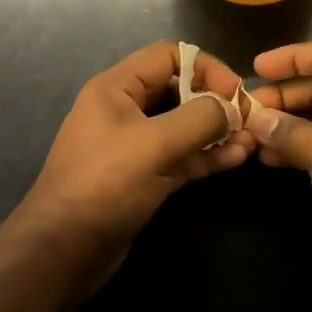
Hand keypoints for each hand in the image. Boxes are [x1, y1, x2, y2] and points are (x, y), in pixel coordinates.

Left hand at [21, 42, 255, 253]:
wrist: (60, 255)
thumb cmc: (104, 185)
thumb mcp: (155, 145)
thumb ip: (200, 119)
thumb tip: (233, 108)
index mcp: (116, 88)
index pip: (169, 56)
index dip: (206, 67)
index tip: (234, 92)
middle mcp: (125, 110)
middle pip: (179, 89)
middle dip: (216, 101)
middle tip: (248, 118)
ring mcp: (134, 145)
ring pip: (184, 126)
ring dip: (217, 131)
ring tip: (251, 140)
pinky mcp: (143, 177)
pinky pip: (181, 156)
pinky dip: (207, 155)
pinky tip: (236, 158)